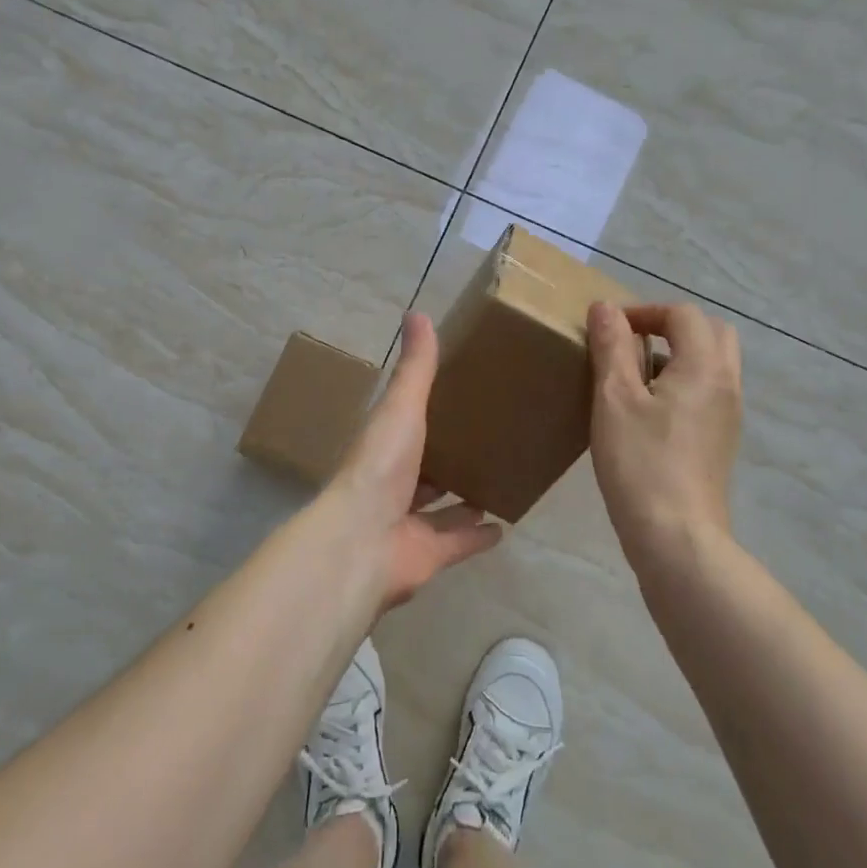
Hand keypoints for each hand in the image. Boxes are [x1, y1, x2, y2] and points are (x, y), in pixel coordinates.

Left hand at [320, 311, 501, 610]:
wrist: (362, 540)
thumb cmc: (381, 466)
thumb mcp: (402, 407)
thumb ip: (416, 367)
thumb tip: (417, 312)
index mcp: (385, 447)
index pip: (407, 426)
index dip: (429, 413)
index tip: (460, 397)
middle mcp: (394, 484)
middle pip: (425, 469)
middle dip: (449, 459)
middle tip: (488, 440)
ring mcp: (408, 523)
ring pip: (441, 508)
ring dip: (464, 498)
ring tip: (498, 479)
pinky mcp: (428, 555)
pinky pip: (457, 543)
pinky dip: (477, 536)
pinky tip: (503, 526)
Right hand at [586, 301, 742, 567]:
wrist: (677, 537)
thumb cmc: (641, 463)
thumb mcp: (614, 399)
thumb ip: (612, 347)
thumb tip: (605, 307)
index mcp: (704, 366)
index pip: (683, 314)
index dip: (645, 310)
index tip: (610, 328)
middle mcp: (727, 384)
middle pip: (711, 332)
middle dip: (671, 326)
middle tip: (632, 342)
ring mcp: (730, 415)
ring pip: (713, 363)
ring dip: (679, 354)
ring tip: (635, 376)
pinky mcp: (722, 441)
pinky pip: (710, 391)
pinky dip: (685, 382)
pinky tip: (650, 411)